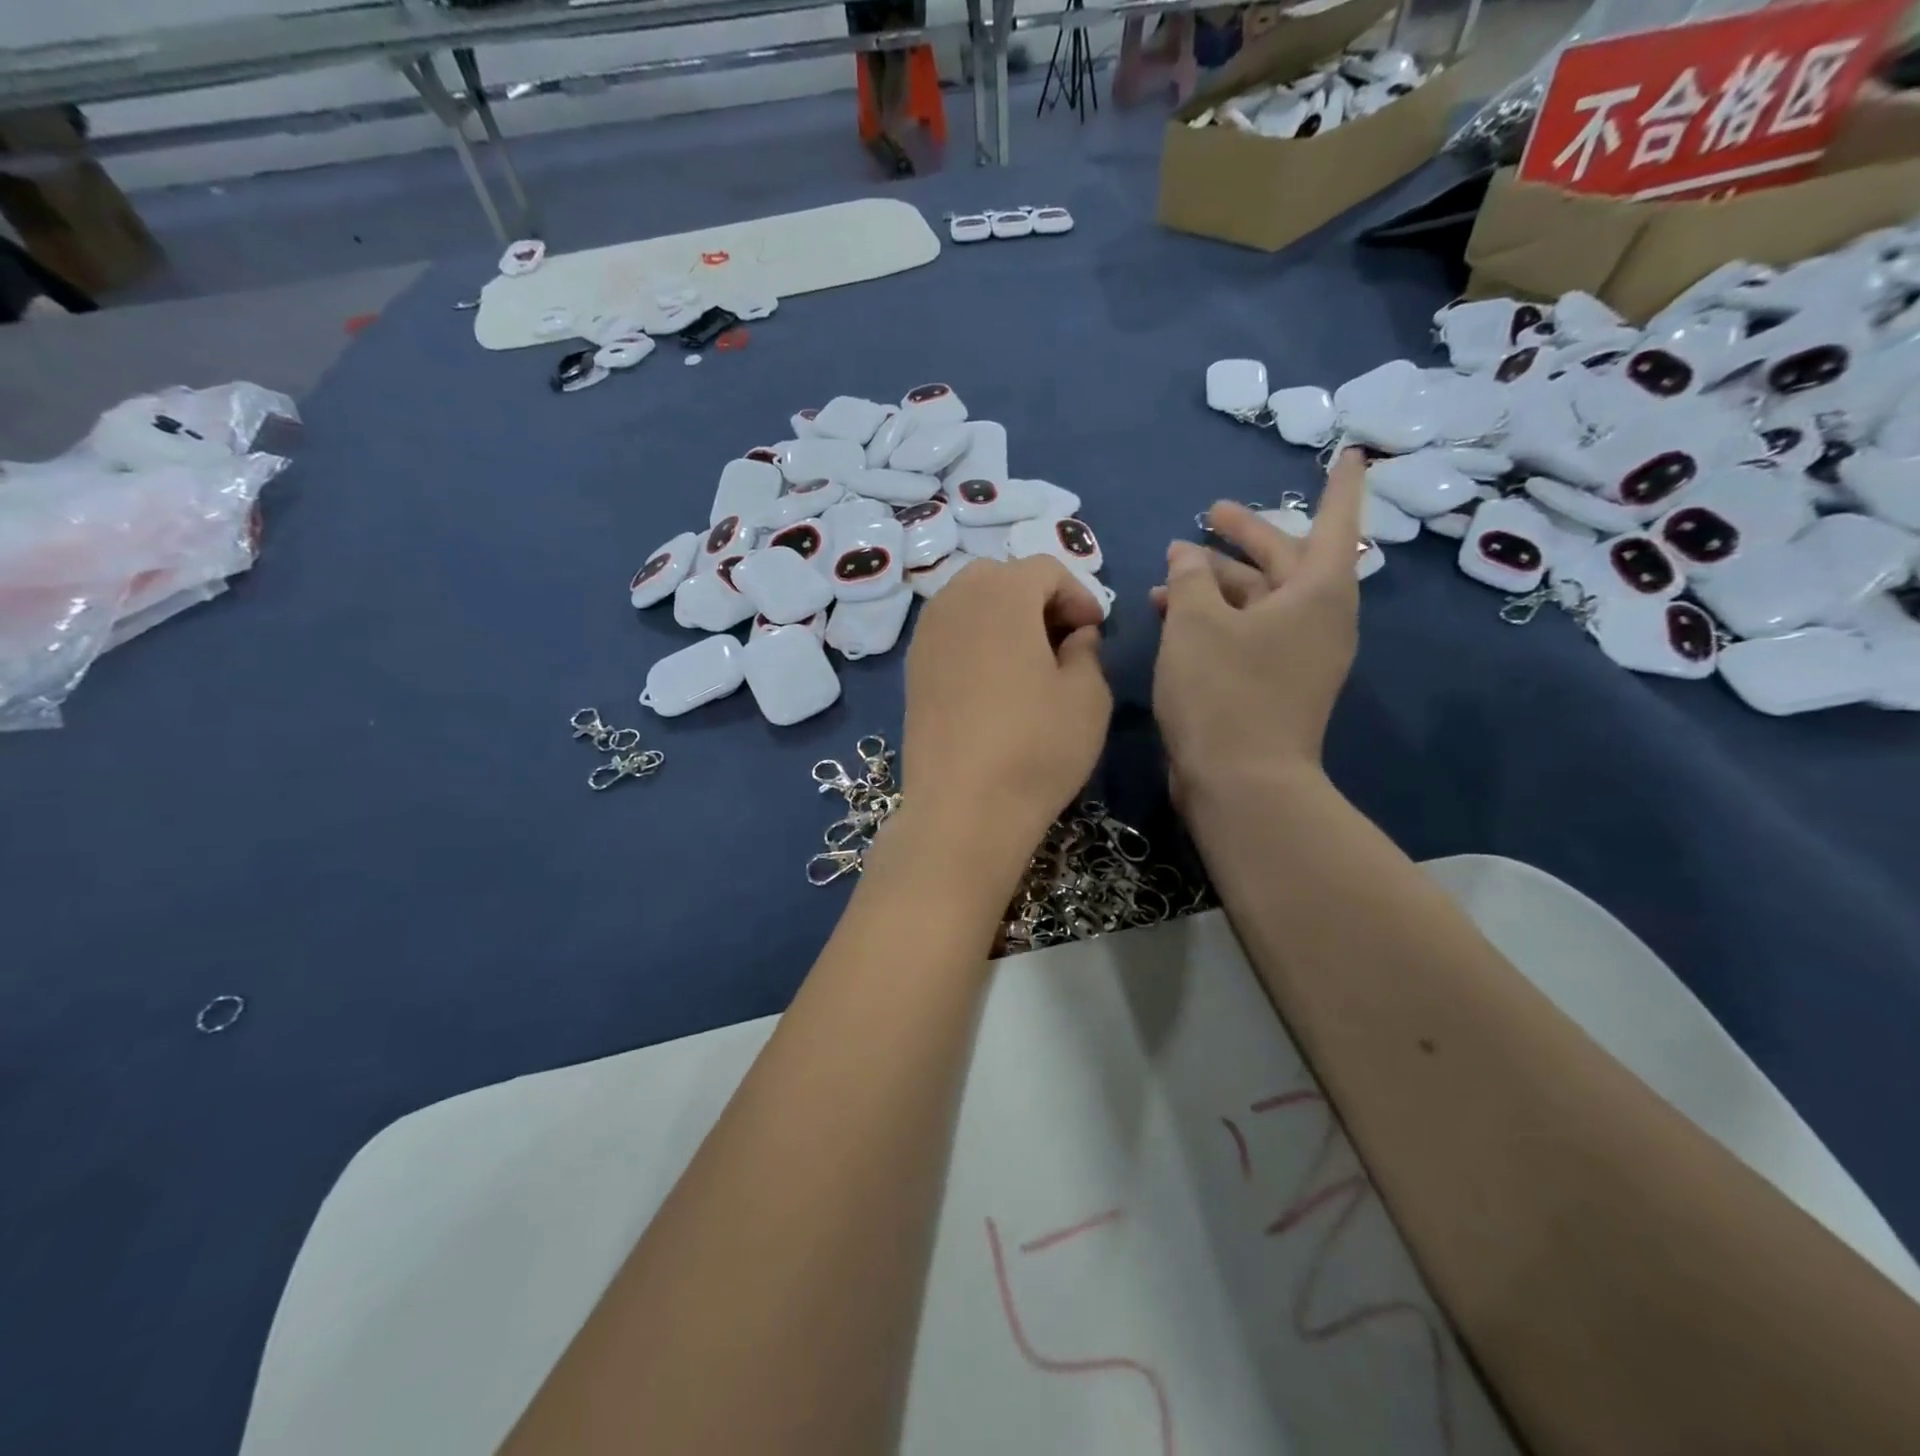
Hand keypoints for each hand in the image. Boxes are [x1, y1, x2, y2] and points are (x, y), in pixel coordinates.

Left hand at [897, 556, 1110, 875]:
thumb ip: (1087, 650)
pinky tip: (995, 682)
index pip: (1045, 568)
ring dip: (1004, 617)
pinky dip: (976, 640)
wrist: (963, 809)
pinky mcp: (912, 671)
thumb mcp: (1088, 696)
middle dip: (1037, 598)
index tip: (1095, 631)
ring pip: (969, 602)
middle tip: (1062, 640)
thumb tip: (1075, 635)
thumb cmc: (1036, 747)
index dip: (1078, 594)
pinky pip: (949, 633)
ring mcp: (925, 636)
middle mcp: (954, 601)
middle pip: (1000, 577)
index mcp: (1001, 594)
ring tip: (1030, 661)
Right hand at [1150, 447, 1365, 796]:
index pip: (1334, 522)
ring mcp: (1298, 655)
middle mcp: (1317, 619)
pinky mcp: (1274, 684)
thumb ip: (1190, 578)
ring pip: (1259, 600)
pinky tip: (1174, 616)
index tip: (1348, 452)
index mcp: (1316, 593)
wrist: (1241, 783)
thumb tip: (1188, 555)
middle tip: (1210, 513)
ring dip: (1216, 583)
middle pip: (1285, 560)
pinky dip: (1217, 618)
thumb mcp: (1194, 623)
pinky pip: (1249, 632)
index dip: (1339, 485)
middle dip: (1245, 536)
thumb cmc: (1223, 692)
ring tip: (1168, 573)